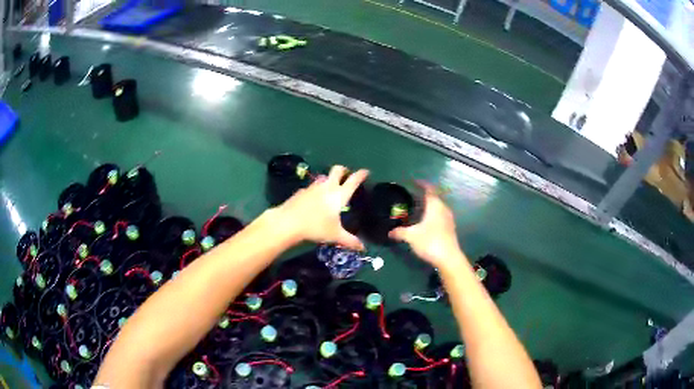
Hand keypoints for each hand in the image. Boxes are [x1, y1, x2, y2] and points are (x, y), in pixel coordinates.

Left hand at [273, 165, 368, 250]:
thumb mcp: (335, 235)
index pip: (353, 180)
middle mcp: (327, 187)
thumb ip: (350, 241)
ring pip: (324, 177)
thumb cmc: (316, 227)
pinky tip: (314, 199)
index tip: (365, 171)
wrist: (288, 222)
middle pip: (337, 170)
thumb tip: (363, 248)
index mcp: (339, 195)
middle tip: (346, 174)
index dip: (361, 175)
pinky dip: (316, 190)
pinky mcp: (301, 191)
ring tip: (330, 188)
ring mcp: (313, 187)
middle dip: (343, 170)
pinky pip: (312, 187)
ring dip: (329, 179)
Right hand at [389, 181, 461, 269]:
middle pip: (434, 197)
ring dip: (428, 205)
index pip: (429, 189)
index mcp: (435, 205)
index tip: (413, 181)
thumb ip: (399, 232)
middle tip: (411, 196)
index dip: (421, 183)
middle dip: (423, 195)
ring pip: (437, 207)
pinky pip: (439, 215)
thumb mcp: (411, 236)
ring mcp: (448, 219)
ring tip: (416, 209)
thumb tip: (389, 232)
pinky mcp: (449, 228)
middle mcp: (443, 208)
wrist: (448, 258)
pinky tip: (424, 222)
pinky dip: (431, 214)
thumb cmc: (430, 242)